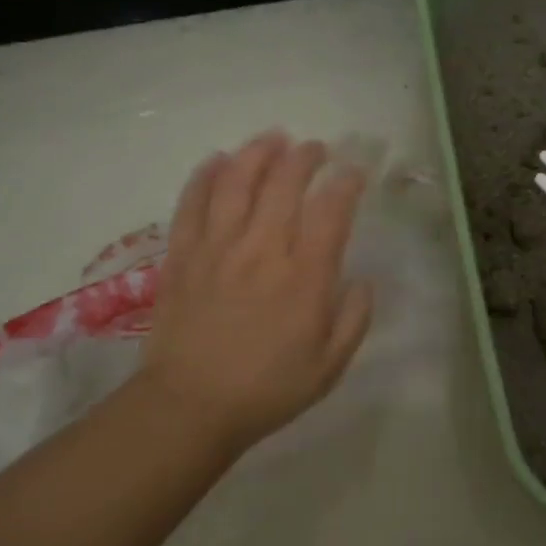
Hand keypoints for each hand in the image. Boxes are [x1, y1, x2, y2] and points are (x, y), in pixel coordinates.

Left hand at [135, 132, 372, 454]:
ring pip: (237, 182)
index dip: (346, 182)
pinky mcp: (182, 256)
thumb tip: (362, 281)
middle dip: (304, 157)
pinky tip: (216, 160)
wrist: (190, 407)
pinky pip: (192, 203)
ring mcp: (217, 248)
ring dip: (257, 153)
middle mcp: (262, 250)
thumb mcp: (330, 365)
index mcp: (304, 277)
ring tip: (272, 139)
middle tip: (315, 148)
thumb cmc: (268, 389)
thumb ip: (354, 319)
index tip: (354, 172)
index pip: (331, 210)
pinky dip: (205, 176)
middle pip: (284, 183)